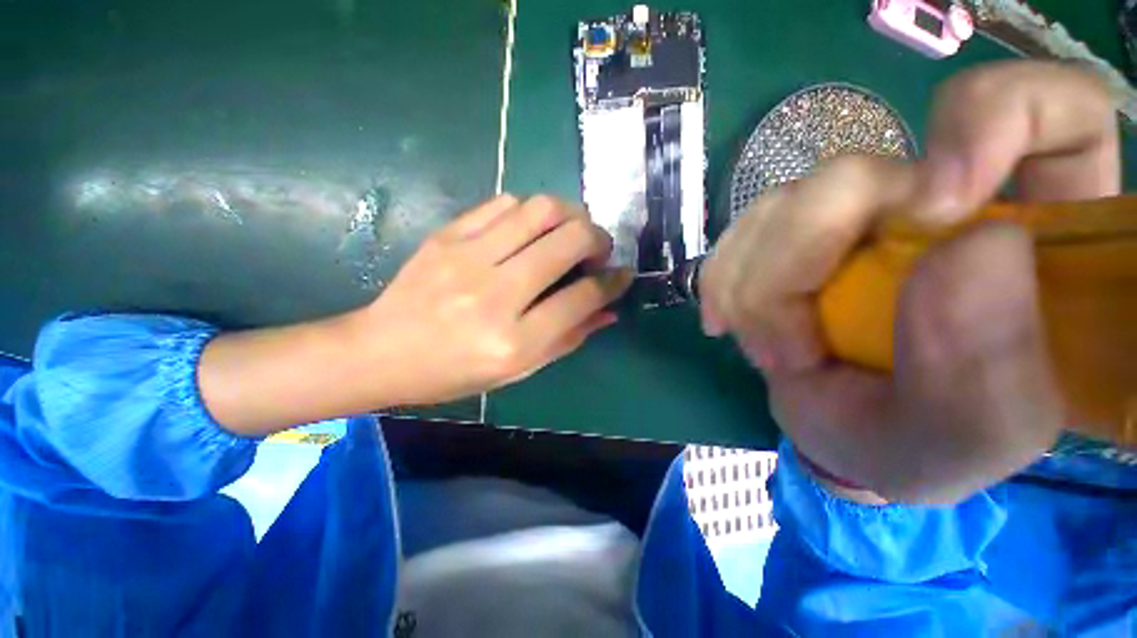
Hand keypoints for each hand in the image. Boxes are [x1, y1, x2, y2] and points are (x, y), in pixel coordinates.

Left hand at [355, 194, 631, 405]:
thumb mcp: (518, 370)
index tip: (622, 274)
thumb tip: (608, 310)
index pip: (582, 297)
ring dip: (570, 215)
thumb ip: (568, 338)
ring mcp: (467, 258)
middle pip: (569, 241)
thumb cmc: (454, 372)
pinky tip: (531, 229)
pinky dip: (531, 211)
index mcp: (514, 341)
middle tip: (598, 249)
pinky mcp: (447, 235)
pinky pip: (505, 203)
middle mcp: (495, 295)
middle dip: (598, 238)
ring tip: (570, 232)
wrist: (382, 351)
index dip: (612, 282)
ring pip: (541, 209)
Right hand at [698, 62, 1119, 502]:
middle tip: (786, 351)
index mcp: (1034, 234)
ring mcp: (856, 214)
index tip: (933, 206)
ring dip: (751, 285)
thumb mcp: (976, 435)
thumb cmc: (925, 443)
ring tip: (765, 349)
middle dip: (795, 265)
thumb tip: (961, 247)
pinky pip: (741, 231)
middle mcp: (941, 201)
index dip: (993, 119)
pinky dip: (722, 279)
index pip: (1048, 108)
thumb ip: (990, 366)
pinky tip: (726, 321)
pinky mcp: (793, 235)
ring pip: (782, 204)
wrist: (846, 435)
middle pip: (854, 175)